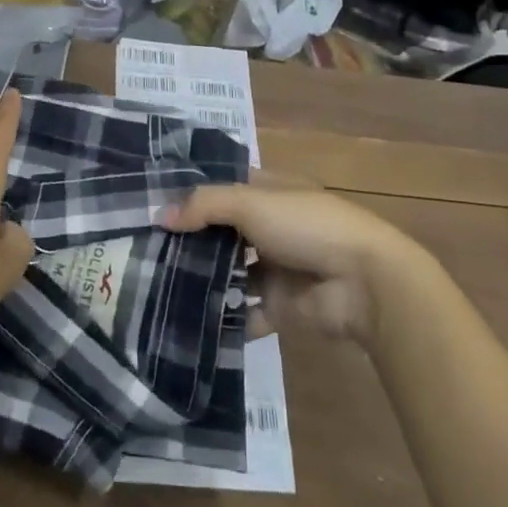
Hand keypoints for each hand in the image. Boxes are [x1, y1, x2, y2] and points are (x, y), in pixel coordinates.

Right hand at [162, 177, 421, 345]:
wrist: (364, 284)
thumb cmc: (307, 226)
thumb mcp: (251, 202)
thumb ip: (204, 206)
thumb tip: (160, 217)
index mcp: (269, 191)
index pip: (223, 185)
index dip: (192, 192)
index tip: (151, 201)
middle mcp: (270, 226)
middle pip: (222, 230)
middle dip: (190, 239)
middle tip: (143, 248)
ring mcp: (276, 267)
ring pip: (231, 272)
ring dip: (203, 278)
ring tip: (156, 285)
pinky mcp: (281, 307)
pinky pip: (246, 313)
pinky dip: (224, 318)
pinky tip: (186, 321)